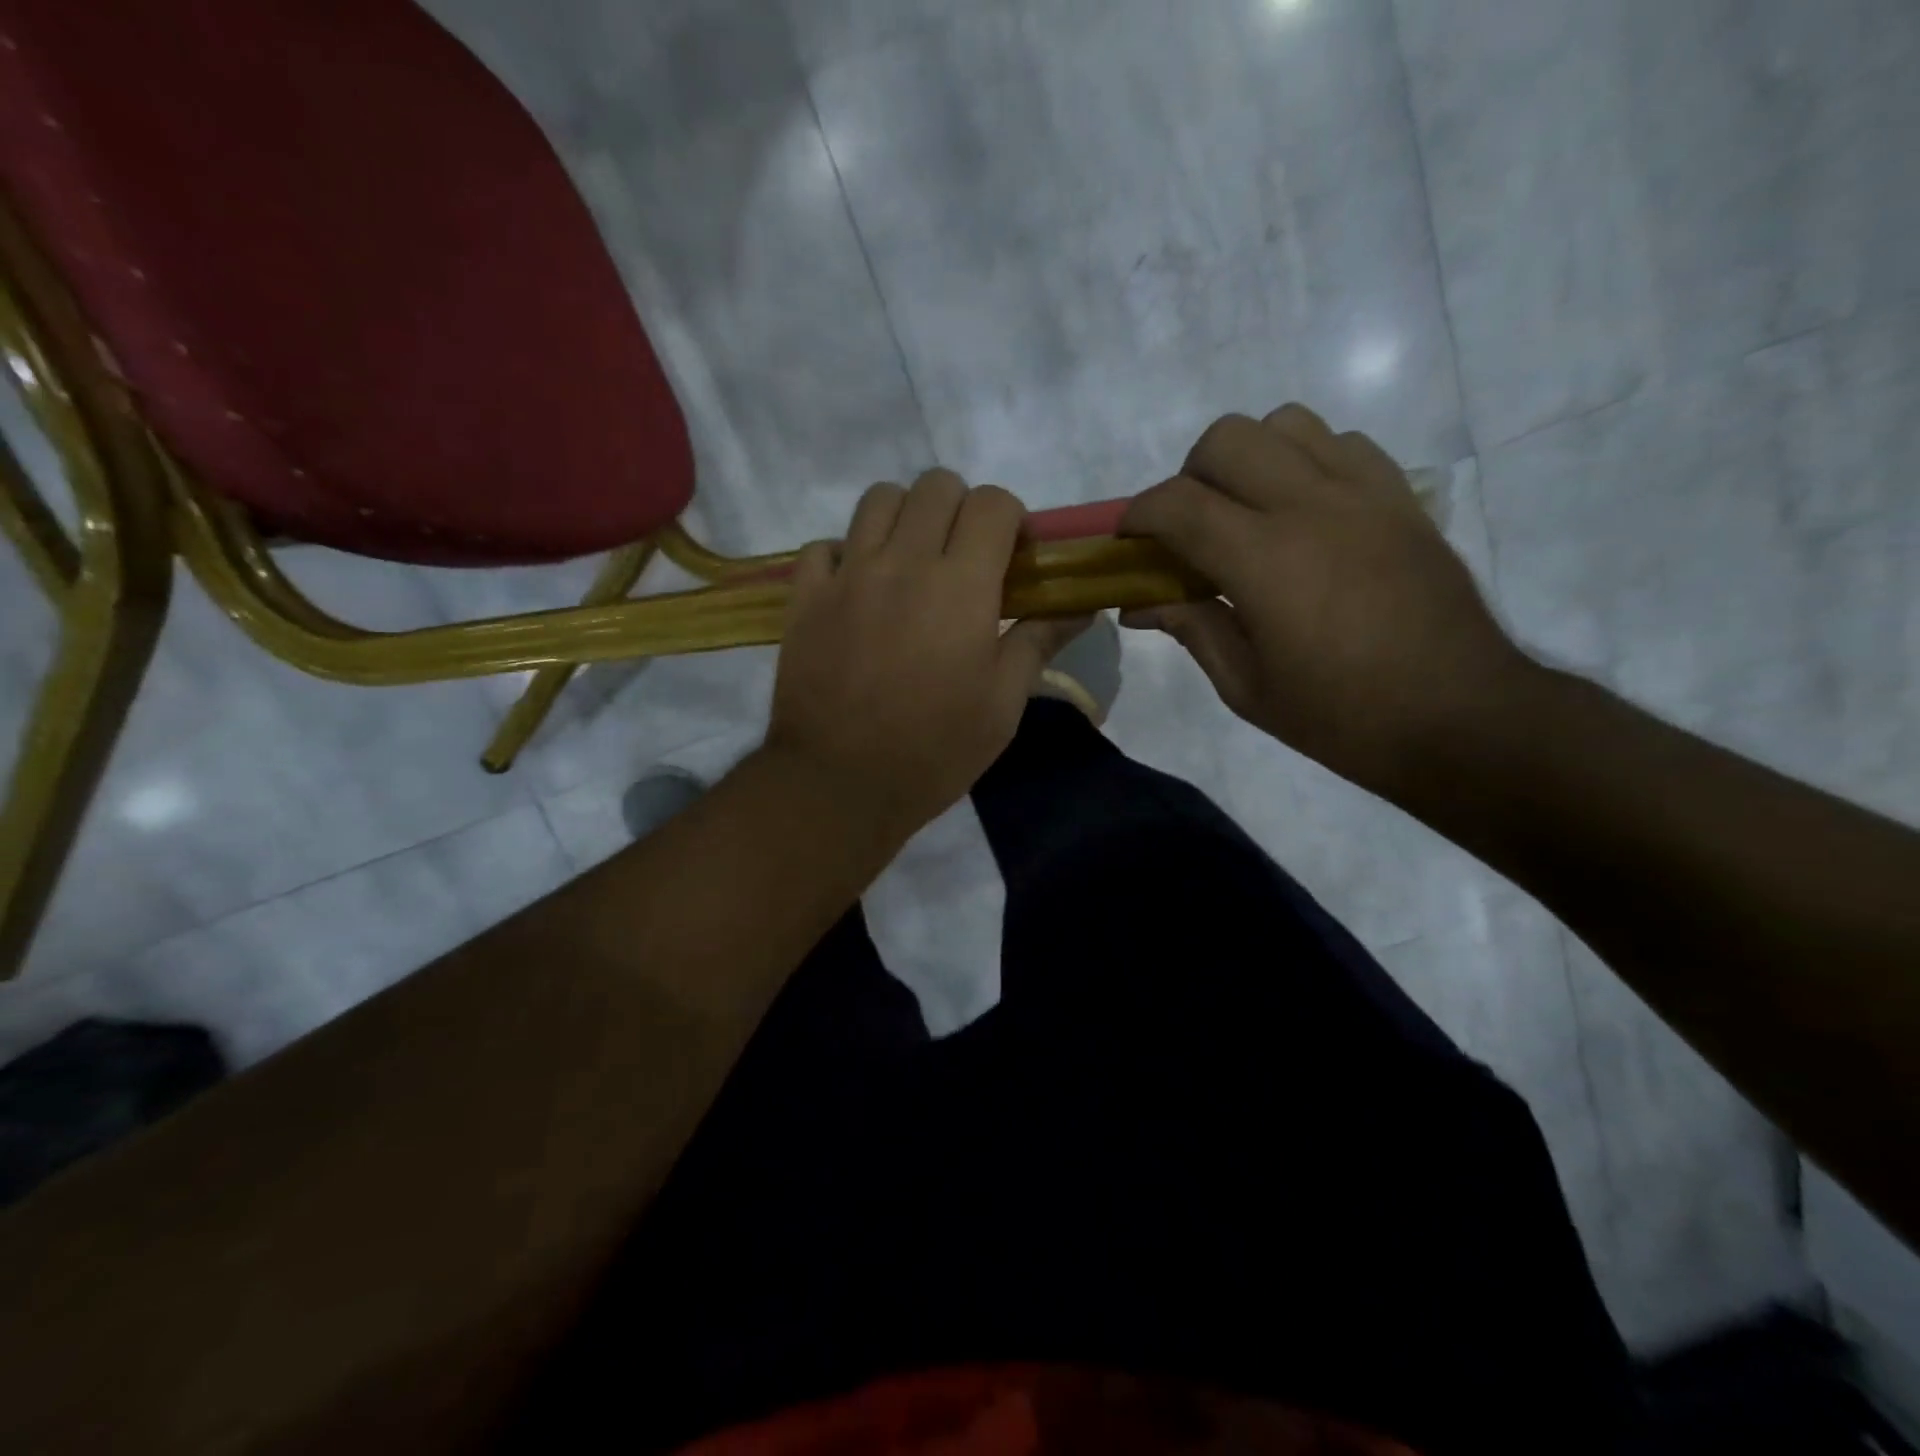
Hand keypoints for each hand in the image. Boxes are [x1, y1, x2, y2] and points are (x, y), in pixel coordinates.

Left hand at [767, 470, 1090, 842]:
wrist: (840, 784)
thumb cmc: (935, 750)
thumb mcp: (1002, 704)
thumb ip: (1040, 642)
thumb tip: (1082, 606)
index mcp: (960, 585)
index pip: (992, 503)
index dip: (1010, 519)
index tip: (1012, 557)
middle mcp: (902, 562)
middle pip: (935, 485)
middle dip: (960, 509)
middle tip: (963, 558)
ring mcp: (847, 575)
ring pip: (877, 499)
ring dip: (904, 517)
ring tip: (910, 562)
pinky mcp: (804, 598)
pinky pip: (823, 546)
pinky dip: (845, 554)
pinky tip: (858, 589)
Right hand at [1121, 405, 1528, 796]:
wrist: (1460, 717)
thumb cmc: (1341, 716)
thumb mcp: (1246, 687)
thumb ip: (1191, 628)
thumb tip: (1139, 604)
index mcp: (1265, 561)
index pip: (1178, 503)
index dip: (1138, 516)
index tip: (1128, 540)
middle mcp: (1312, 506)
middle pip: (1227, 439)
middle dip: (1189, 477)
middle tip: (1190, 529)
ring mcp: (1364, 493)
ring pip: (1286, 424)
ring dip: (1249, 459)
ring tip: (1247, 513)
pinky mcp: (1401, 497)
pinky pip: (1342, 444)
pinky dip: (1306, 462)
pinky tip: (1304, 513)